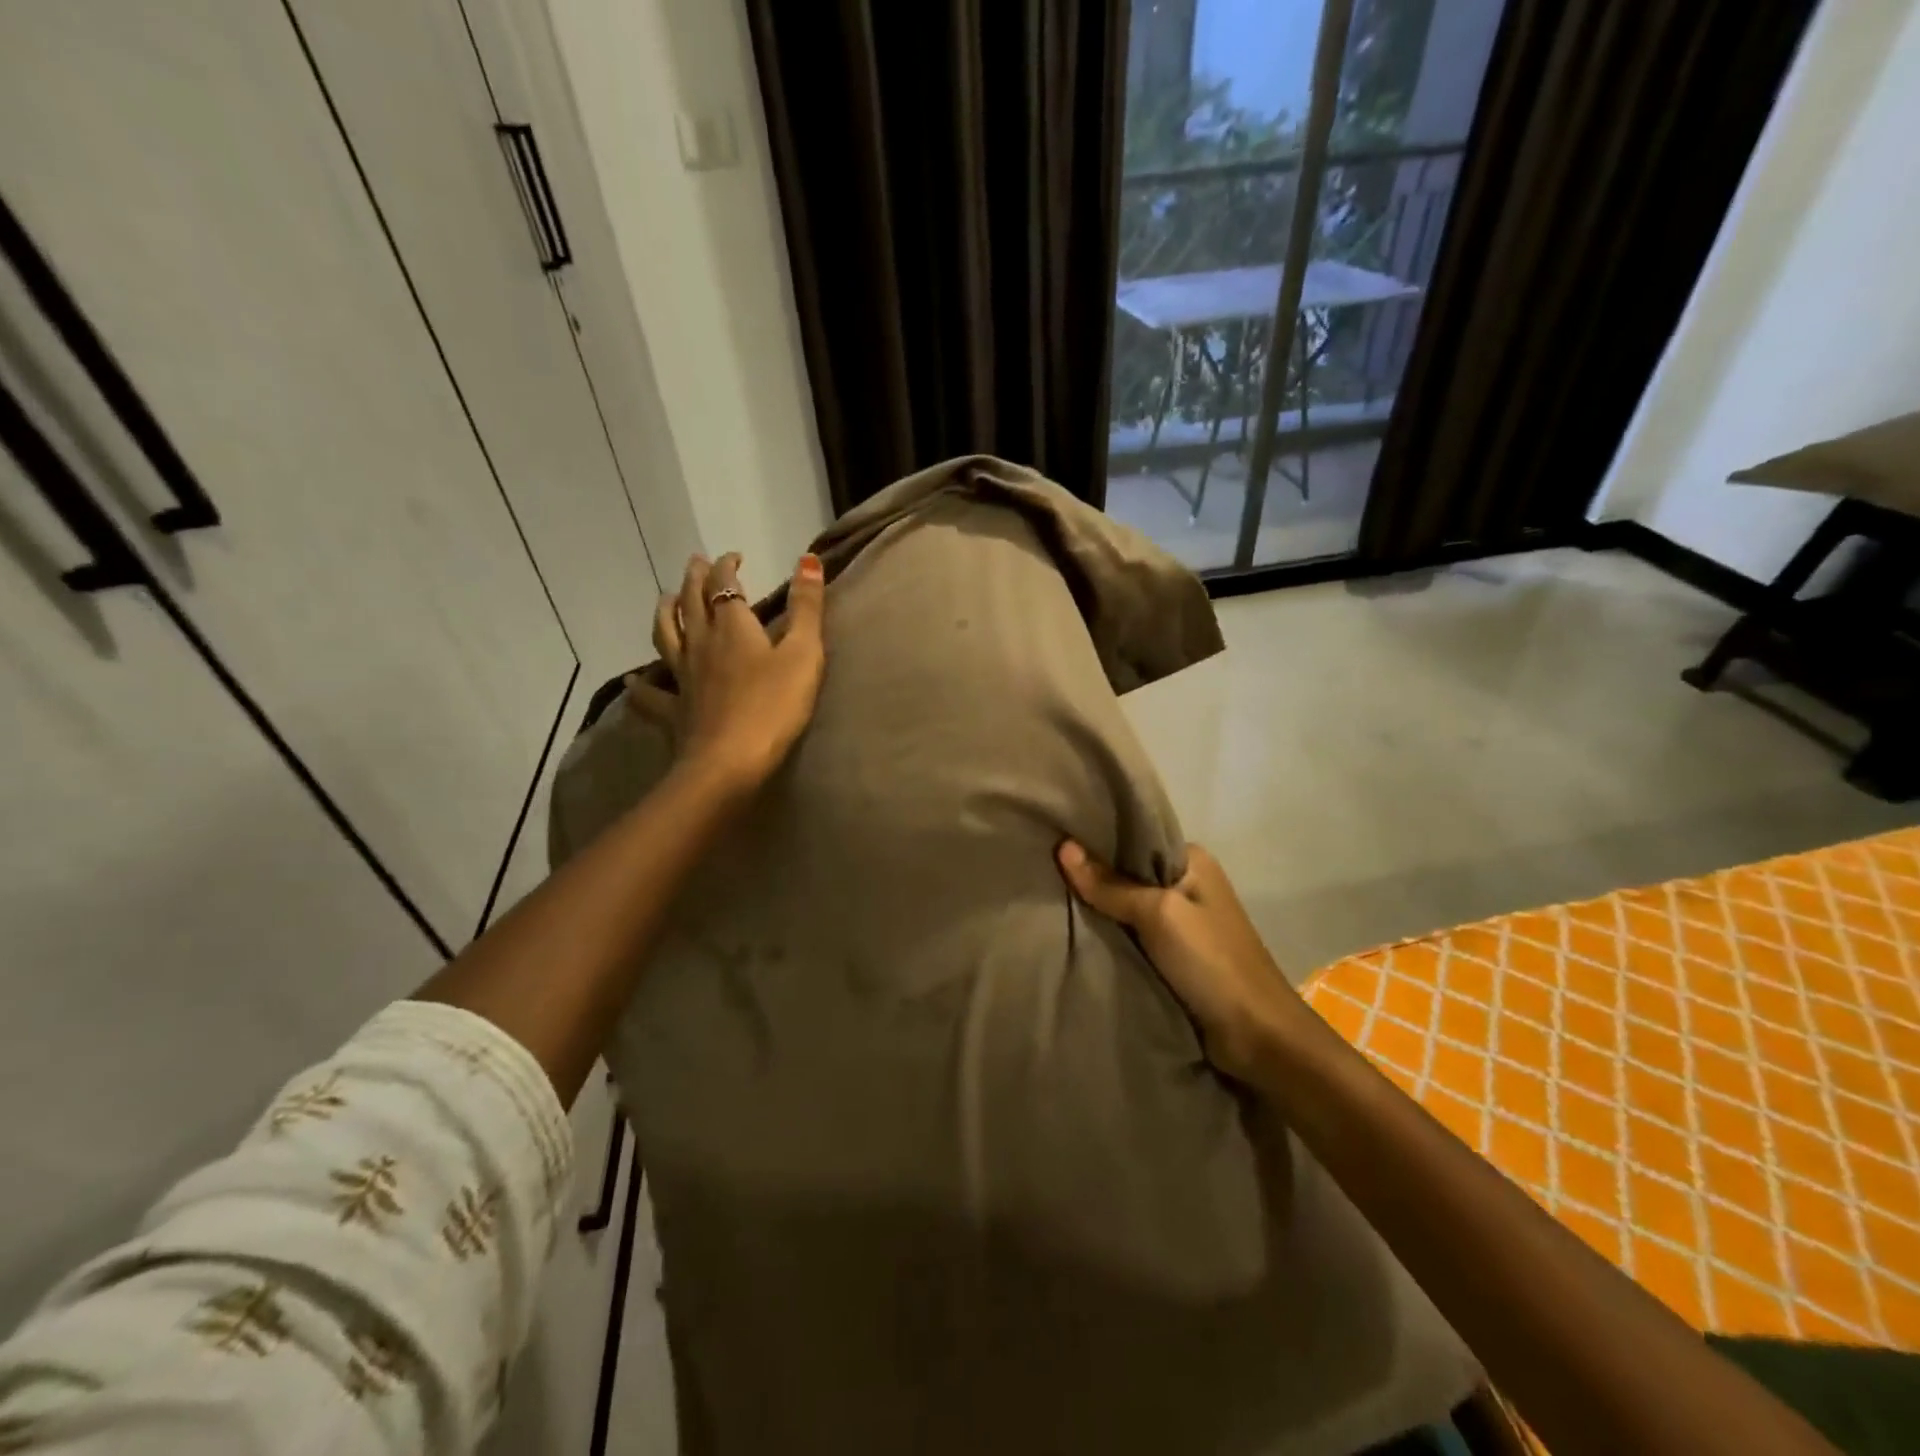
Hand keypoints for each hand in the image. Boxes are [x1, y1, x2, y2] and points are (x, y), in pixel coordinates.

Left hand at [648, 551, 826, 789]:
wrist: (729, 763)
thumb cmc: (774, 707)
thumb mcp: (803, 654)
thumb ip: (807, 607)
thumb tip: (808, 558)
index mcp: (733, 627)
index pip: (724, 585)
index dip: (727, 565)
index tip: (734, 556)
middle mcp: (701, 644)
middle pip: (691, 603)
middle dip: (694, 578)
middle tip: (695, 563)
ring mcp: (683, 678)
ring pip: (666, 636)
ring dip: (665, 612)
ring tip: (665, 599)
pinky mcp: (674, 711)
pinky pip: (651, 695)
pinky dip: (640, 686)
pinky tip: (633, 682)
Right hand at [1055, 840, 1316, 1082]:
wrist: (1258, 1036)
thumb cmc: (1211, 962)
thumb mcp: (1158, 914)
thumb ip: (1110, 885)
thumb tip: (1063, 846)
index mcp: (1192, 860)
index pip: (1135, 836)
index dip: (1097, 838)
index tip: (1054, 835)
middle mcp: (1188, 883)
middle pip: (1129, 871)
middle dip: (1093, 873)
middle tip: (1043, 868)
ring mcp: (1183, 921)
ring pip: (1129, 906)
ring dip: (1099, 907)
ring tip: (1049, 895)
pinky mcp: (1176, 955)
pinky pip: (1134, 935)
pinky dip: (1111, 934)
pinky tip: (1076, 930)